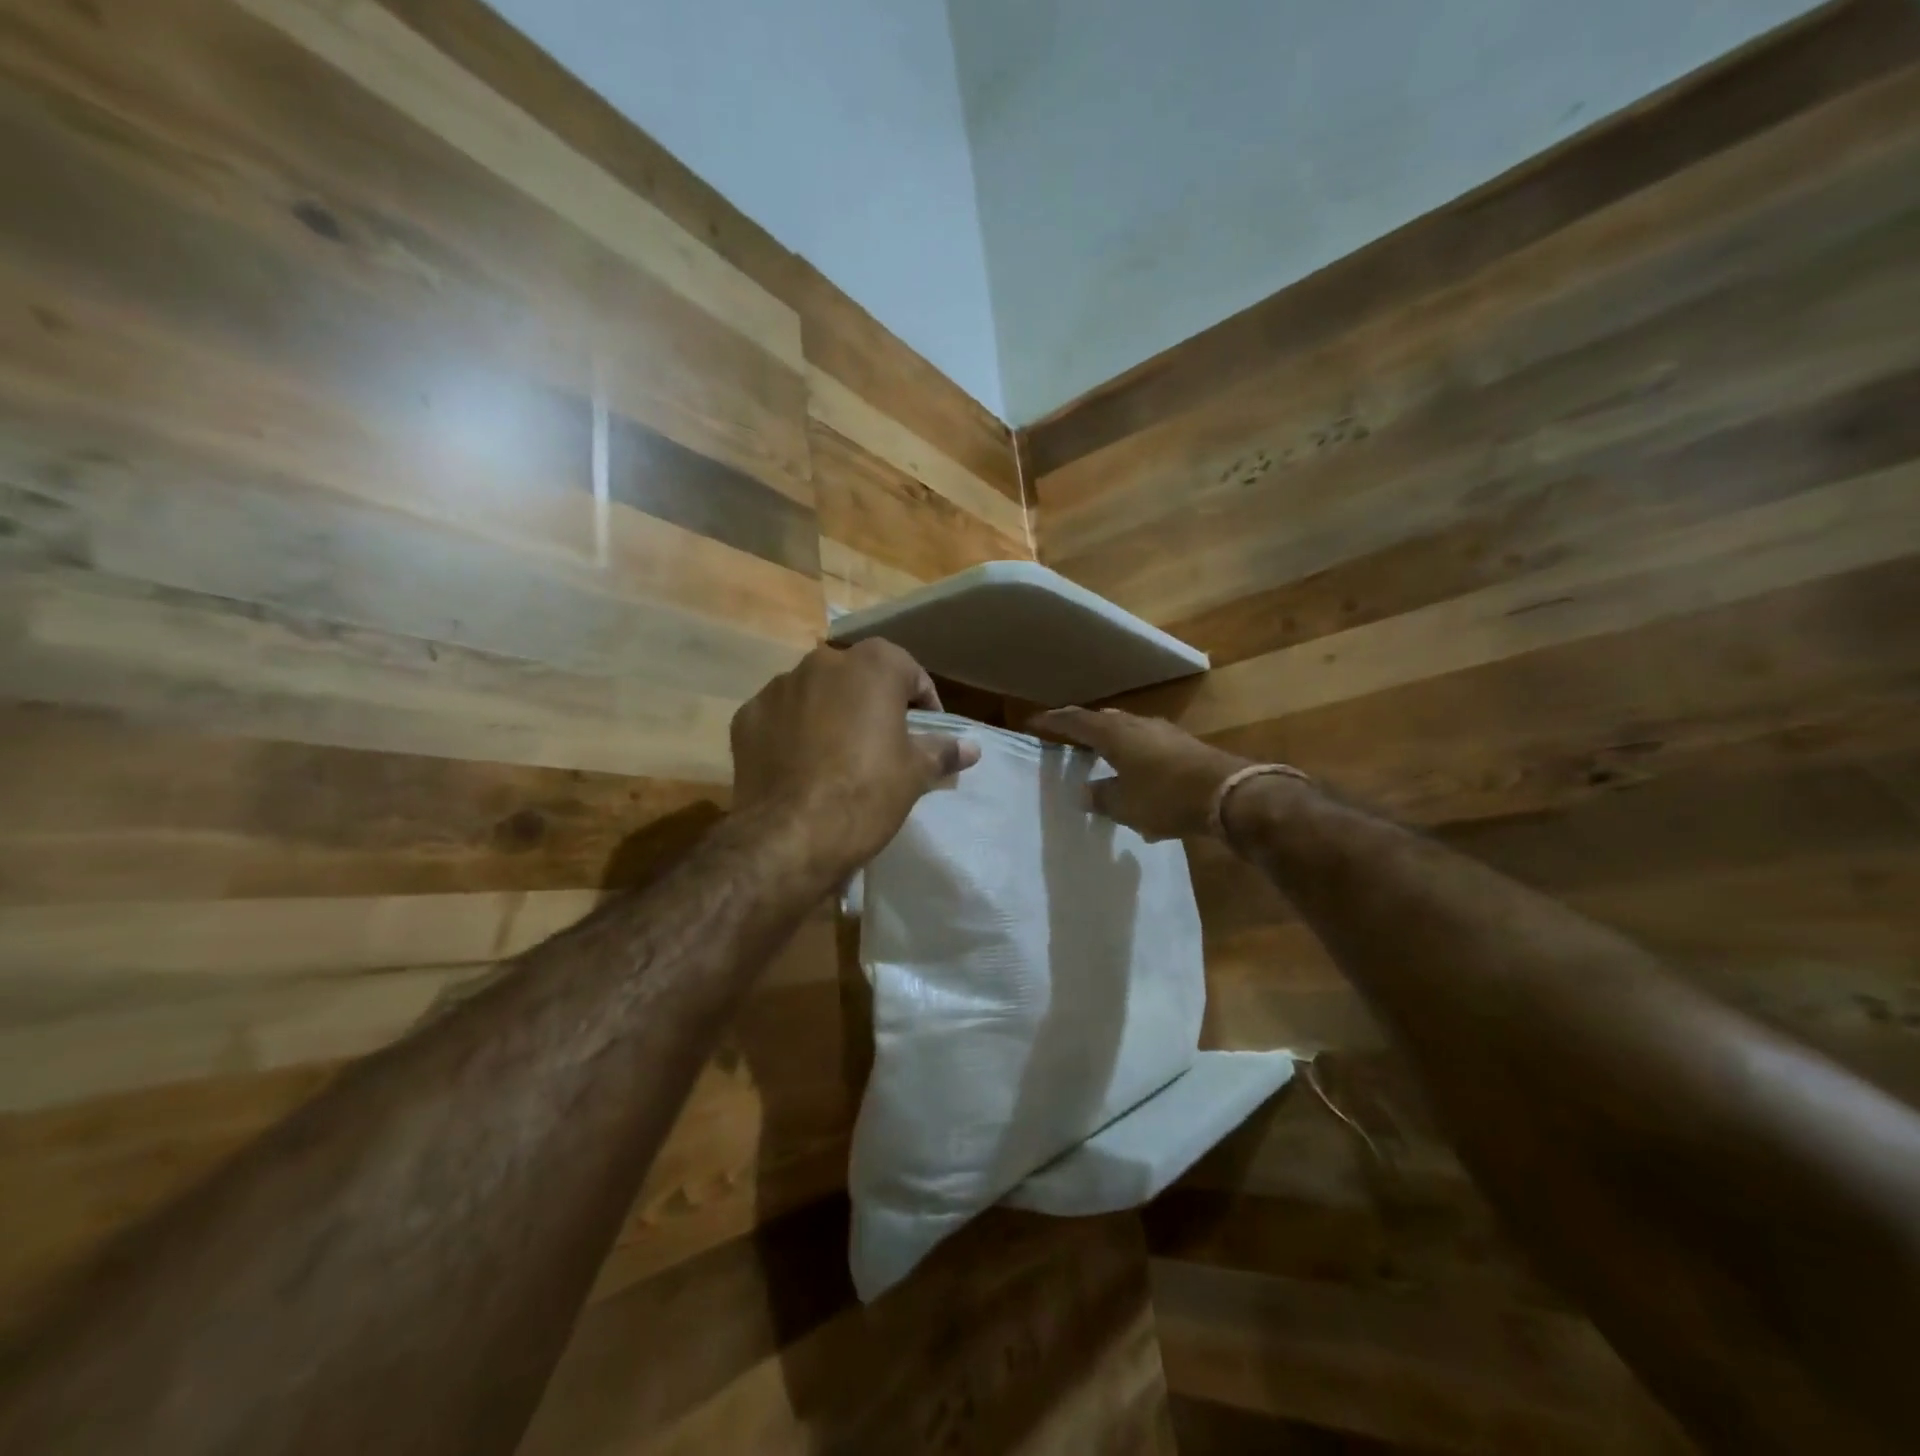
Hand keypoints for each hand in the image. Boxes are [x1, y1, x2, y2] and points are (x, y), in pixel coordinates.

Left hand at [731, 640, 980, 872]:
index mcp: (872, 665)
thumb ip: (943, 750)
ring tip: (837, 757)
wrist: (791, 836)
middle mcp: (822, 663)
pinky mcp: (747, 716)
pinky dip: (792, 732)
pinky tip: (800, 767)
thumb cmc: (867, 793)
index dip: (923, 703)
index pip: (909, 672)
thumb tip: (971, 747)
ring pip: (816, 694)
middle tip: (882, 744)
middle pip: (858, 678)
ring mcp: (779, 688)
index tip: (926, 734)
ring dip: (830, 714)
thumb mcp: (915, 774)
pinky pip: (780, 717)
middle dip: (872, 704)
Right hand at [1028, 706, 1253, 841]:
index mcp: (1114, 735)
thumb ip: (1101, 797)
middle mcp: (1136, 725)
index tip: (1034, 721)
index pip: (1075, 722)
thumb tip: (1085, 792)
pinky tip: (1136, 773)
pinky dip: (1132, 753)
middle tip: (1066, 736)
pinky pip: (1147, 744)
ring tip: (1099, 754)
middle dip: (1083, 727)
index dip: (1054, 722)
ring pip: (1127, 730)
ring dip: (1110, 740)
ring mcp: (1163, 733)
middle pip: (1102, 720)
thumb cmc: (1165, 797)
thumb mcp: (1124, 805)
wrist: (1228, 793)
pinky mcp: (1184, 746)